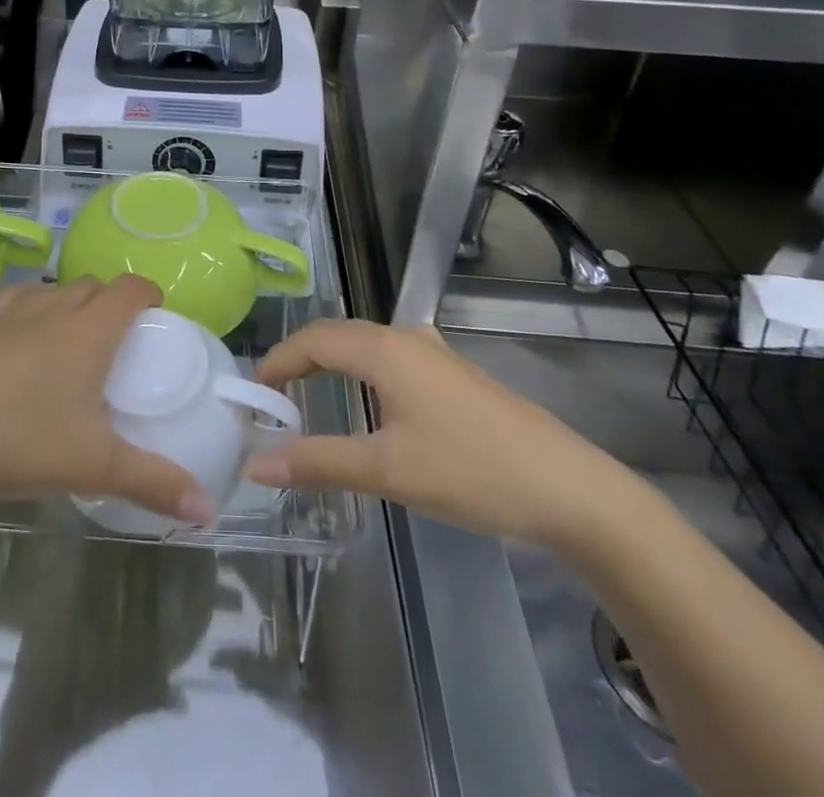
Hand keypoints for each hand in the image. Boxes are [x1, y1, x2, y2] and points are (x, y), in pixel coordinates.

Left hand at [0, 276, 213, 525]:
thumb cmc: (15, 438)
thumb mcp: (91, 466)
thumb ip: (153, 483)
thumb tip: (209, 510)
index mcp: (87, 330)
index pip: (130, 289)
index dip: (148, 293)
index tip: (154, 312)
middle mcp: (49, 307)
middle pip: (90, 285)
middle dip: (108, 302)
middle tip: (112, 341)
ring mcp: (3, 311)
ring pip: (47, 290)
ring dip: (64, 305)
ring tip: (63, 343)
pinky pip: (7, 303)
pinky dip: (22, 315)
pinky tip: (9, 349)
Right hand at [244, 321, 639, 549]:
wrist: (569, 488)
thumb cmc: (471, 471)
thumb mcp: (388, 470)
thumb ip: (318, 462)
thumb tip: (256, 463)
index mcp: (384, 349)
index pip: (314, 340)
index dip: (279, 360)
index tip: (253, 391)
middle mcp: (406, 338)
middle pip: (338, 335)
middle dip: (301, 358)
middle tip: (274, 395)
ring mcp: (435, 353)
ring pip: (367, 344)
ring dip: (333, 362)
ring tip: (311, 395)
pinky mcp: (455, 373)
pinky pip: (391, 356)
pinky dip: (362, 370)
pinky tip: (371, 399)